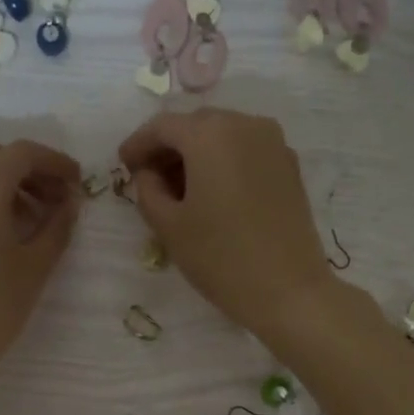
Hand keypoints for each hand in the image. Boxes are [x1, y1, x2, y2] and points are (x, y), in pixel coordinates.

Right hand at [119, 108, 333, 336]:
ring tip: (180, 190)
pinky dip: (224, 162)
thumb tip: (147, 174)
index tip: (124, 166)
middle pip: (195, 126)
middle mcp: (244, 124)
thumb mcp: (169, 226)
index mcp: (209, 134)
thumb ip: (147, 190)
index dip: (138, 144)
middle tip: (150, 179)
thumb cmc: (220, 258)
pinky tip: (214, 193)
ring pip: (223, 136)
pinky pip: (246, 150)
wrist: (288, 289)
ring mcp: (273, 143)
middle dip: (169, 148)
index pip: (162, 126)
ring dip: (197, 155)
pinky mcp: (289, 165)